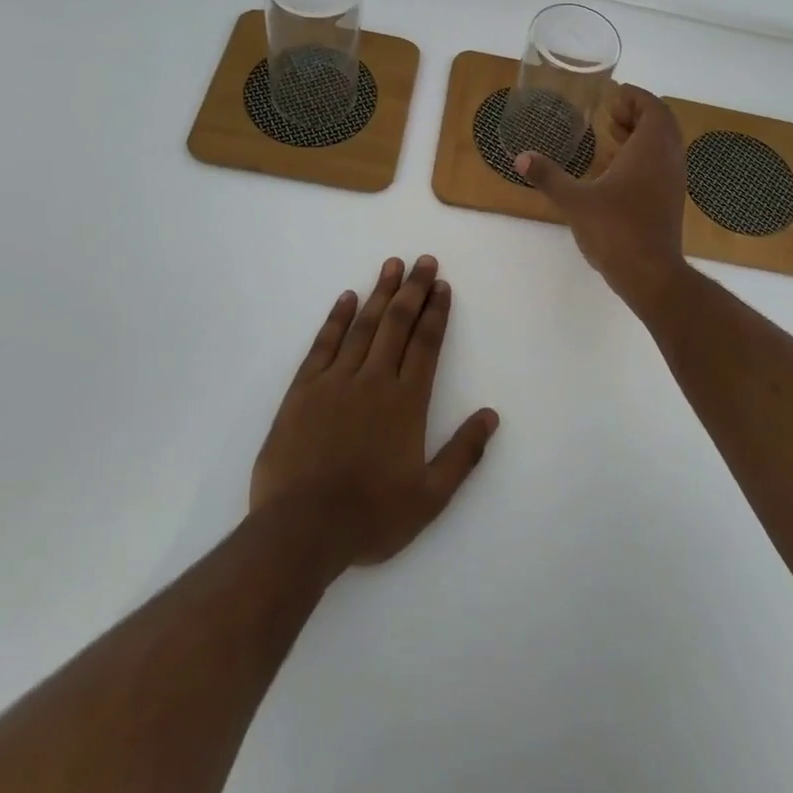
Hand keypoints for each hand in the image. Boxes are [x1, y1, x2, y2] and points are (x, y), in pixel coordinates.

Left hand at [250, 256, 498, 568]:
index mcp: (406, 402)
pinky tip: (346, 298)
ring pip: (363, 326)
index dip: (436, 312)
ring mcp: (335, 381)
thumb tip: (491, 415)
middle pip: (397, 324)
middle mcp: (373, 380)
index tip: (442, 285)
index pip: (426, 344)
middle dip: (413, 290)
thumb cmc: (370, 517)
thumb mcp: (430, 497)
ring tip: (392, 266)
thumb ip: (463, 453)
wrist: (301, 531)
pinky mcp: (303, 390)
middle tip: (423, 261)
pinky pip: (323, 344)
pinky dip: (336, 318)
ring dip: (380, 293)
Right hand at [516, 84, 690, 309]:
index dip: (636, 97)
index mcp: (650, 149)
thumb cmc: (616, 230)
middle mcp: (668, 160)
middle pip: (662, 124)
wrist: (651, 274)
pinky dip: (643, 159)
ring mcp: (673, 182)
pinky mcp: (671, 202)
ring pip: (664, 146)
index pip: (653, 108)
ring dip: (641, 136)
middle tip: (609, 115)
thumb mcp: (575, 201)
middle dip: (637, 114)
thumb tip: (520, 158)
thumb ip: (549, 177)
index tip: (613, 96)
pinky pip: (661, 166)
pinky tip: (615, 173)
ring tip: (610, 139)